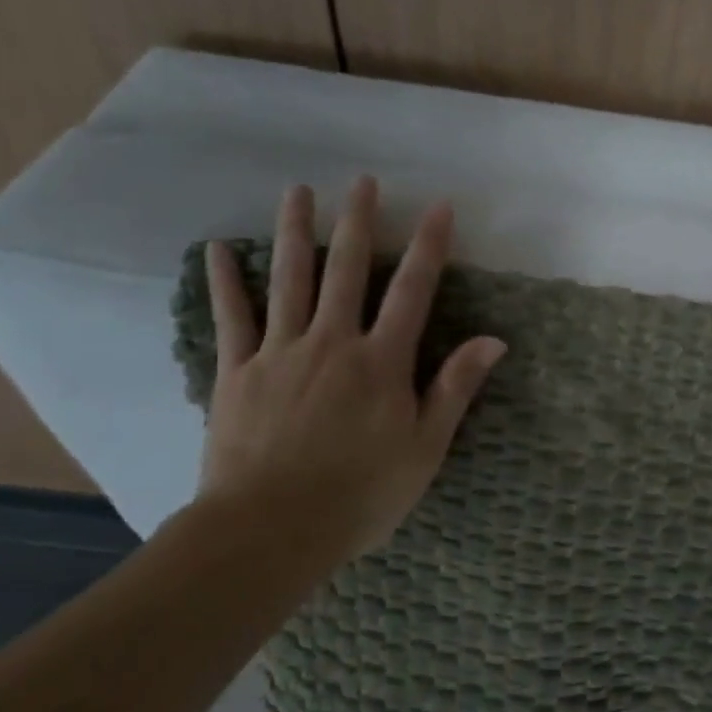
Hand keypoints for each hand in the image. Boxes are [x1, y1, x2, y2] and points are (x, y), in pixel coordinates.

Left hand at [197, 177, 504, 560]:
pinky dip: (225, 282)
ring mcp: (280, 353)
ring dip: (294, 232)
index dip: (429, 247)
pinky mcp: (238, 373)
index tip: (439, 207)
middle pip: (346, 270)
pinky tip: (217, 250)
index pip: (413, 291)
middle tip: (362, 181)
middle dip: (358, 223)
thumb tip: (493, 341)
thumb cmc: (361, 494)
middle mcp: (332, 343)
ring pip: (289, 280)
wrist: (271, 530)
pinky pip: (232, 318)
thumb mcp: (425, 447)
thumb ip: (455, 388)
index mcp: (381, 362)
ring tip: (298, 191)